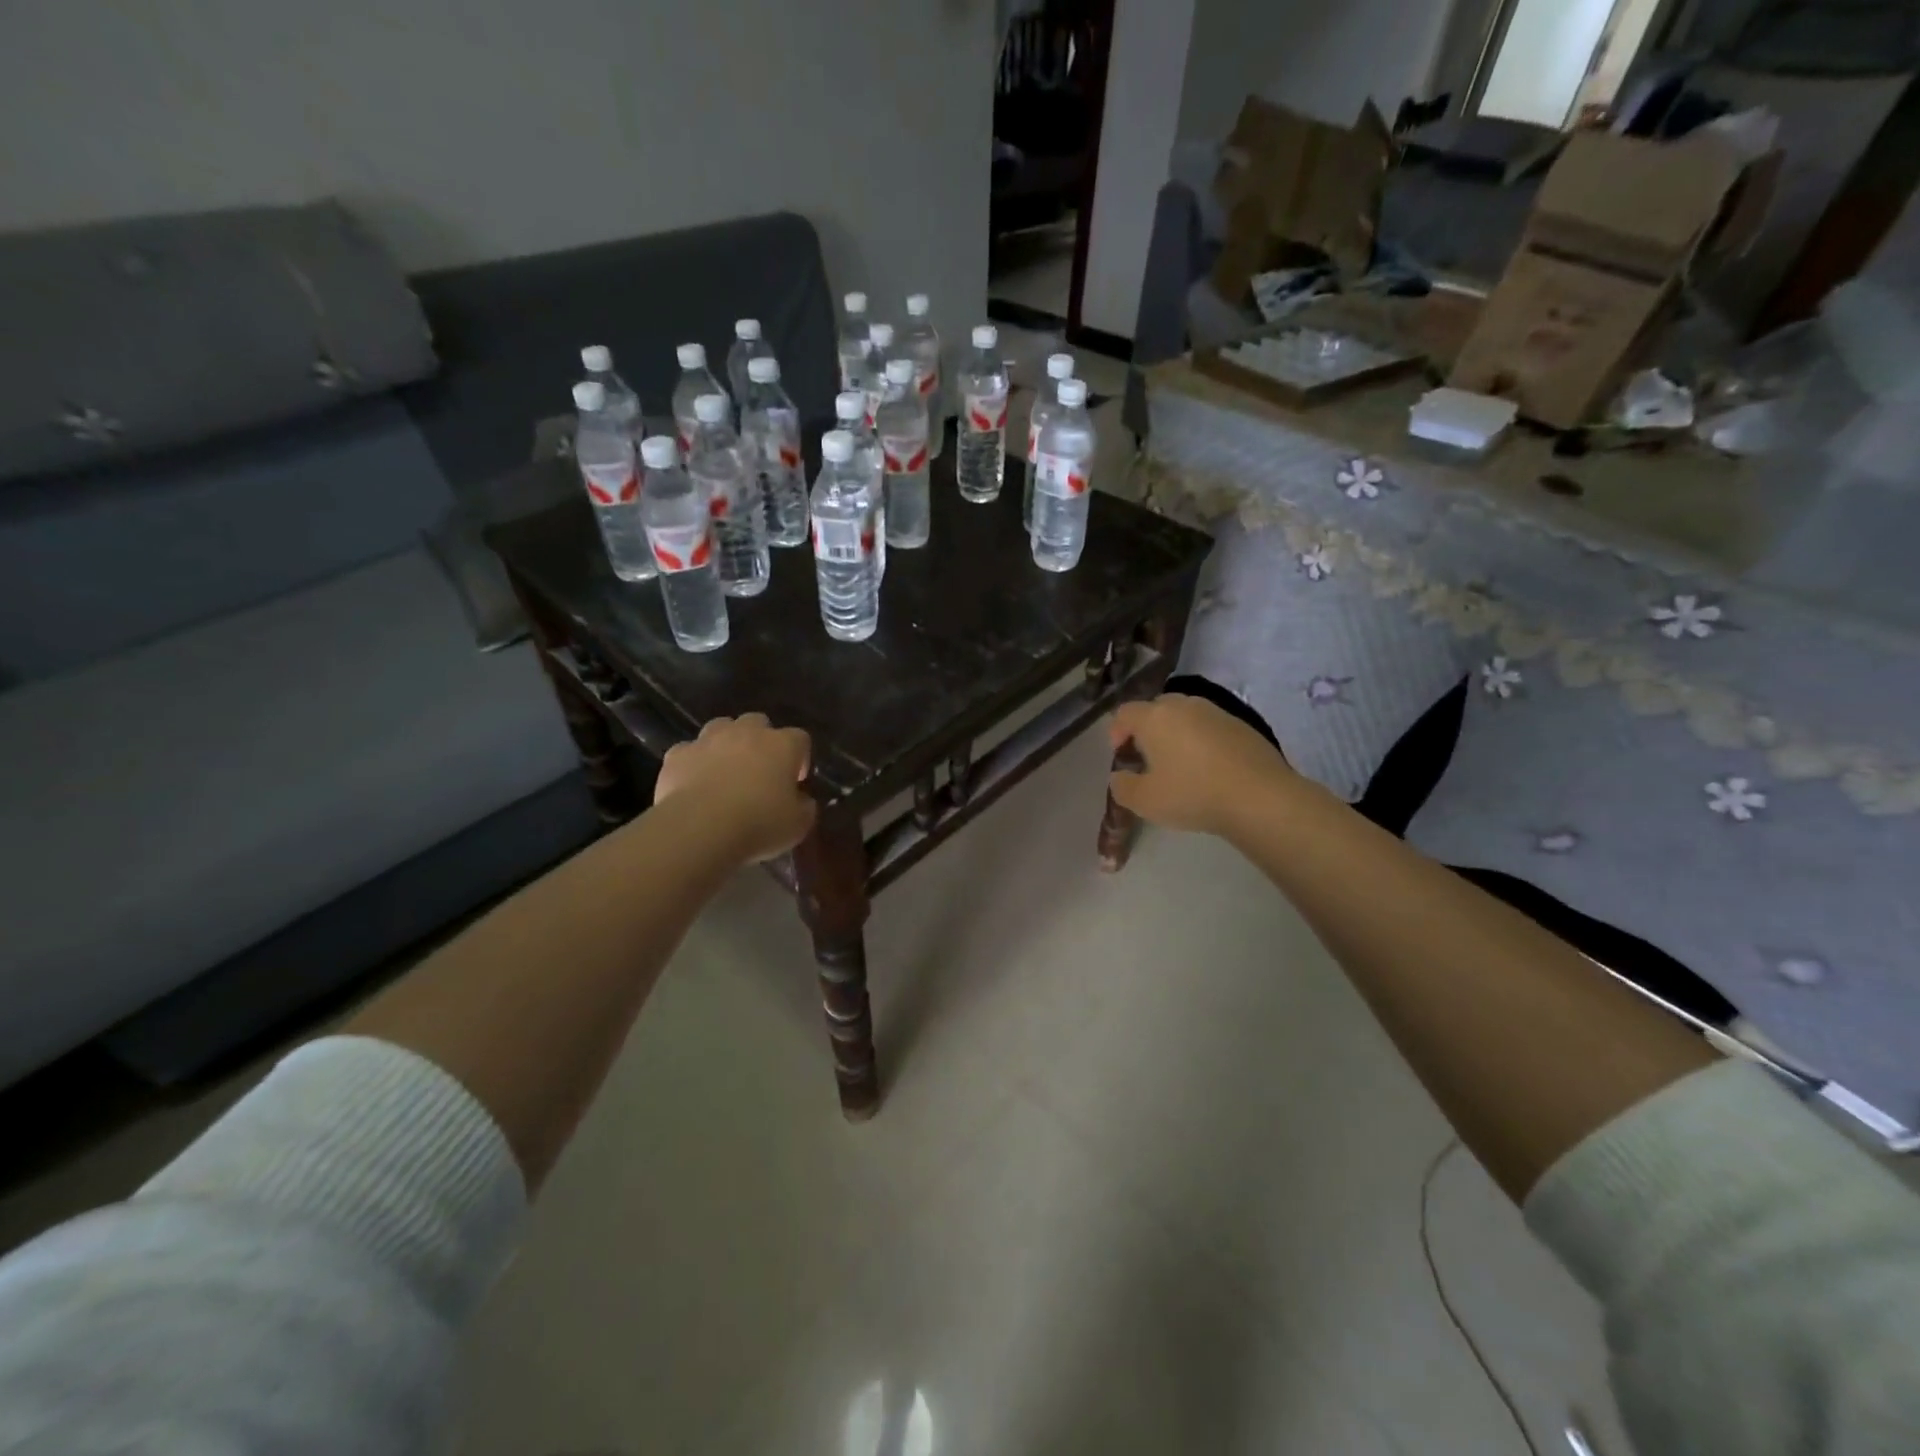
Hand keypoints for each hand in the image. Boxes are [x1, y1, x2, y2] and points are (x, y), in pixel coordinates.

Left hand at [655, 714, 815, 862]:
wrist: (699, 828)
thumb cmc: (759, 823)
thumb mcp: (798, 825)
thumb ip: (804, 807)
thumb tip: (802, 801)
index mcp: (782, 745)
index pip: (800, 739)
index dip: (800, 758)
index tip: (796, 780)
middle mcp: (747, 733)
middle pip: (758, 722)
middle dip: (761, 741)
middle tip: (760, 770)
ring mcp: (708, 740)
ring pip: (721, 727)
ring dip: (726, 743)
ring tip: (726, 771)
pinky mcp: (677, 755)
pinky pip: (689, 751)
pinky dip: (693, 762)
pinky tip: (694, 783)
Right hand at [1108, 693, 1293, 836]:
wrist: (1260, 797)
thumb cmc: (1193, 794)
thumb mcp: (1144, 801)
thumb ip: (1122, 786)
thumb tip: (1119, 776)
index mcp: (1155, 717)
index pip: (1125, 713)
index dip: (1116, 732)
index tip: (1120, 756)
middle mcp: (1184, 705)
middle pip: (1156, 709)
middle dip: (1146, 730)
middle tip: (1147, 758)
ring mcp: (1216, 712)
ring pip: (1186, 716)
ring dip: (1176, 734)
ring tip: (1179, 764)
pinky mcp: (1242, 725)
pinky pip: (1210, 727)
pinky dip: (1202, 741)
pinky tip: (1209, 768)